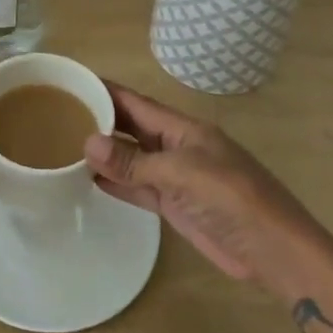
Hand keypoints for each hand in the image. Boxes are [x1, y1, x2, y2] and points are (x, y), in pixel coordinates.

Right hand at [84, 81, 320, 291]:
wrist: (274, 250)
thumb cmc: (232, 199)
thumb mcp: (182, 174)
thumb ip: (134, 162)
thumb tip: (88, 143)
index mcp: (183, 128)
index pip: (136, 102)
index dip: (107, 91)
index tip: (73, 82)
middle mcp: (176, 146)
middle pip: (132, 128)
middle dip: (101, 119)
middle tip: (58, 114)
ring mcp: (175, 177)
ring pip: (132, 159)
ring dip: (105, 154)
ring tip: (65, 145)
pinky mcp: (175, 206)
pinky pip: (138, 187)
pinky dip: (116, 182)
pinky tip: (90, 179)